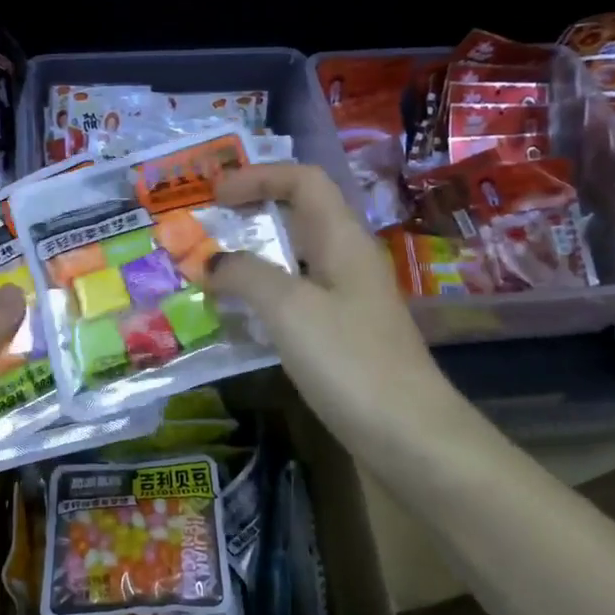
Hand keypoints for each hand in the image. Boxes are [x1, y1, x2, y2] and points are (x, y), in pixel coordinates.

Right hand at [211, 164, 450, 465]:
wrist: (409, 438)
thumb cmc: (350, 361)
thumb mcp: (290, 309)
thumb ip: (245, 275)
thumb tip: (209, 262)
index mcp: (342, 239)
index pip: (304, 180)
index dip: (258, 176)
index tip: (214, 195)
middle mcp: (346, 260)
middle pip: (298, 215)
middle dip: (250, 212)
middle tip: (205, 227)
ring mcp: (346, 299)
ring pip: (293, 259)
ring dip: (252, 257)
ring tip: (209, 269)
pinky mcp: (341, 335)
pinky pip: (294, 297)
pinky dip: (261, 295)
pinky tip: (236, 316)